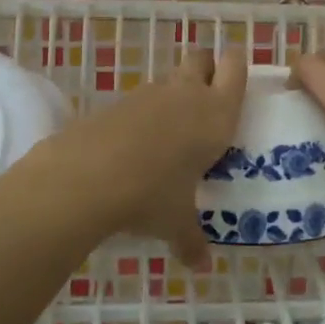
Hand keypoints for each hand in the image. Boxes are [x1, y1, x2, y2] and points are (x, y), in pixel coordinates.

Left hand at [33, 48, 246, 270]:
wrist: (87, 176)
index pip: (234, 67)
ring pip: (170, 79)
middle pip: (201, 58)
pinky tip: (137, 146)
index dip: (236, 66)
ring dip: (174, 95)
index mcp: (215, 115)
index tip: (237, 80)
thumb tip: (201, 265)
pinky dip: (144, 114)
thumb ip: (192, 240)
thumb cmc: (151, 195)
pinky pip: (141, 99)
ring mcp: (149, 94)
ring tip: (172, 133)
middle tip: (207, 98)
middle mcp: (186, 94)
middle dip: (206, 69)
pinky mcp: (117, 101)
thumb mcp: (176, 223)